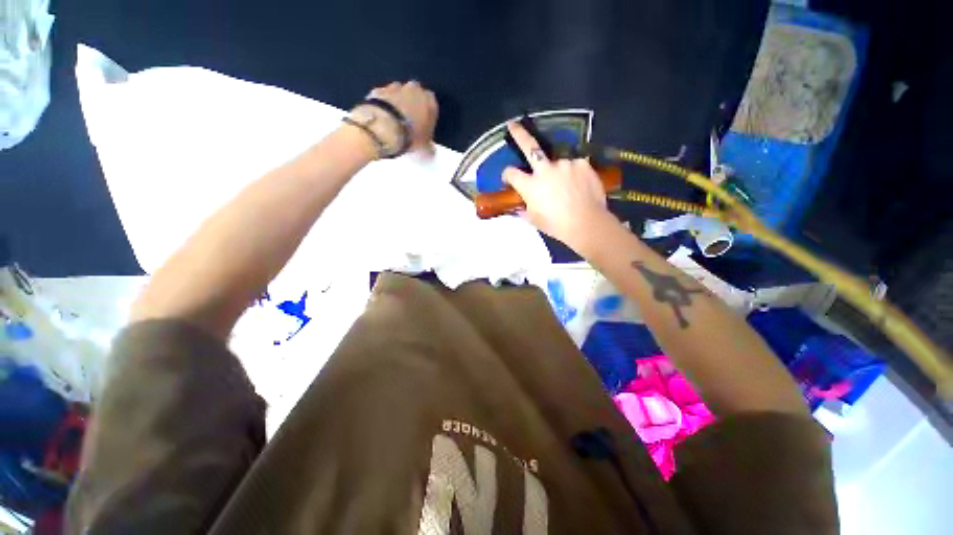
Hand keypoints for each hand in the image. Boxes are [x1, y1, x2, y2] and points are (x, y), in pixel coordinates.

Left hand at [361, 81, 438, 154]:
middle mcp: (414, 89)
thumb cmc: (410, 137)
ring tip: (394, 119)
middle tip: (408, 120)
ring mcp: (394, 87)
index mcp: (429, 102)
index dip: (427, 114)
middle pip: (415, 92)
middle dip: (412, 103)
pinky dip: (382, 103)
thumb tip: (430, 151)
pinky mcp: (377, 90)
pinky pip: (382, 95)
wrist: (383, 129)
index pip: (432, 102)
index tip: (423, 124)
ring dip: (397, 101)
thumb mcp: (425, 149)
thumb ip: (429, 148)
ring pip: (398, 91)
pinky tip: (381, 116)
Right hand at [502, 122, 612, 248]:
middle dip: (519, 134)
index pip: (511, 173)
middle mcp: (545, 170)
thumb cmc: (556, 225)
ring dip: (558, 172)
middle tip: (513, 125)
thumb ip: (524, 210)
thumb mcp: (534, 220)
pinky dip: (574, 174)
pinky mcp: (582, 163)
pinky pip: (575, 166)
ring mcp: (565, 164)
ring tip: (568, 187)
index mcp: (530, 185)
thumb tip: (519, 206)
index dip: (507, 174)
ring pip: (557, 163)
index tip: (509, 178)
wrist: (586, 223)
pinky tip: (579, 186)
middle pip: (529, 146)